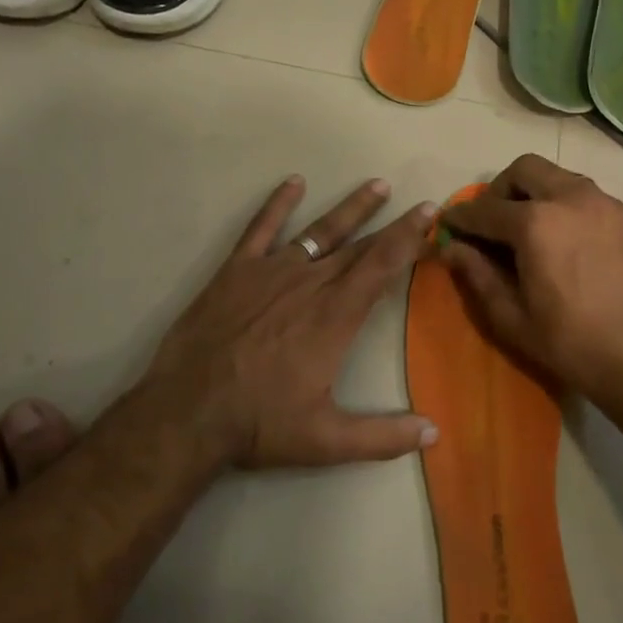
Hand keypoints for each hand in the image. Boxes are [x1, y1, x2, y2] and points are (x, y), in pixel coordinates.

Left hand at [146, 175, 437, 468]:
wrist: (187, 411)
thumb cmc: (259, 423)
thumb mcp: (326, 440)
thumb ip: (383, 436)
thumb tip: (434, 433)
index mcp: (335, 317)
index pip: (382, 267)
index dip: (409, 238)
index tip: (429, 214)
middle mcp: (310, 284)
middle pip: (359, 247)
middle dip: (392, 225)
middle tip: (417, 204)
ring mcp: (271, 271)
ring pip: (320, 231)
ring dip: (351, 209)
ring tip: (376, 186)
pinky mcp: (236, 270)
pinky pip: (261, 228)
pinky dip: (278, 203)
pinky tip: (294, 182)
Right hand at [439, 154, 622, 423]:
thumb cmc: (574, 345)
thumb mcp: (513, 318)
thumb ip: (478, 276)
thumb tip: (452, 248)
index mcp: (536, 223)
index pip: (485, 209)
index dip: (461, 217)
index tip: (448, 224)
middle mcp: (571, 198)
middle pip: (524, 170)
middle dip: (500, 189)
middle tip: (492, 222)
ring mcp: (604, 204)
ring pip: (558, 176)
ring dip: (534, 192)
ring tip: (529, 231)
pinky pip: (585, 195)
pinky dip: (564, 204)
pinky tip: (564, 241)